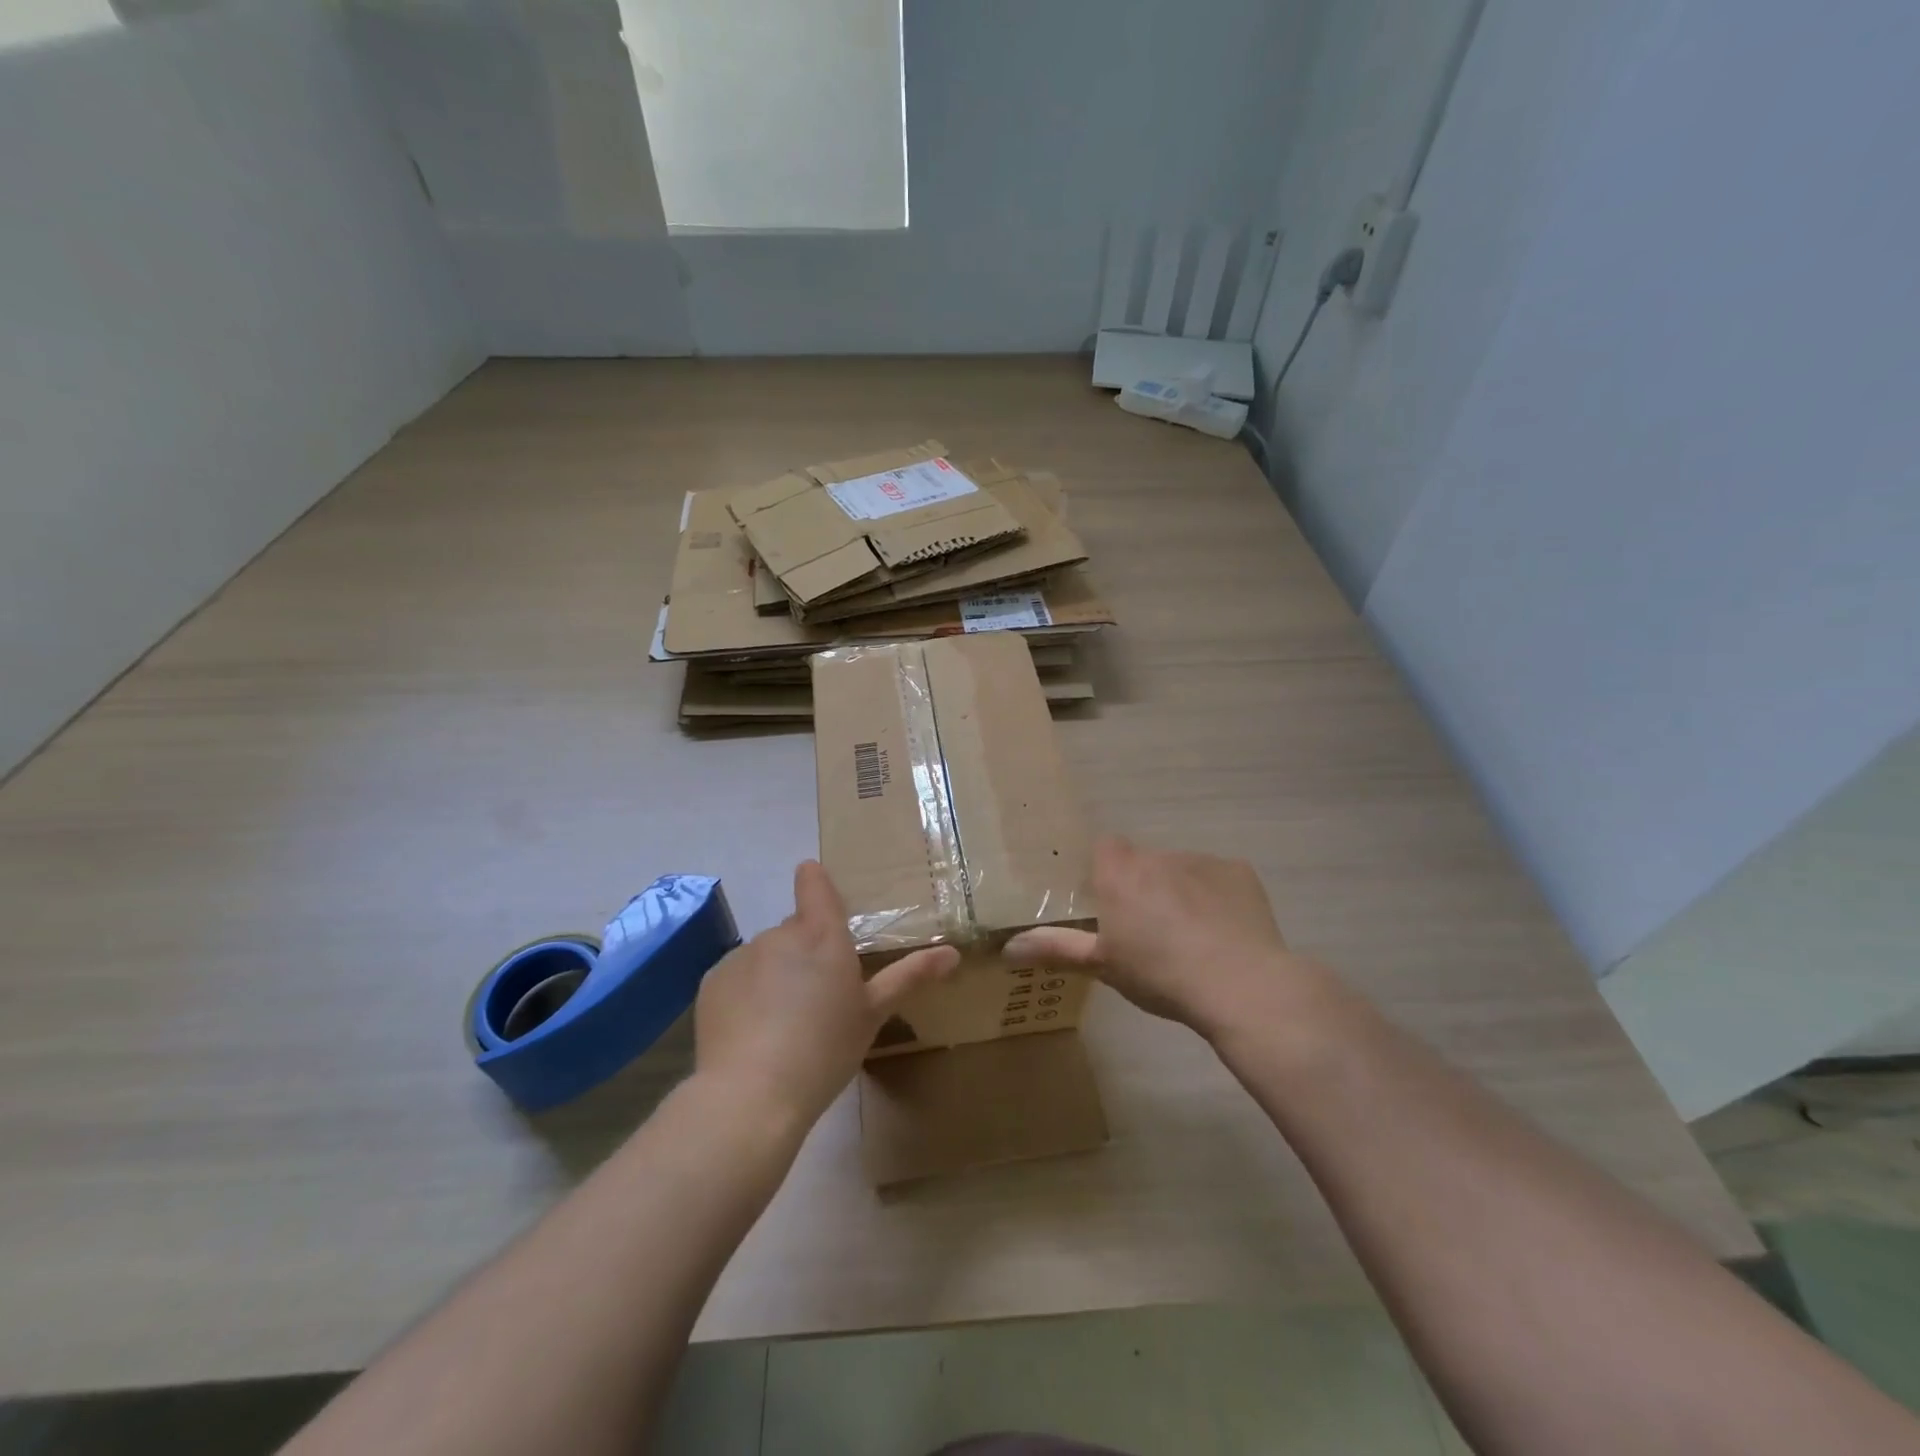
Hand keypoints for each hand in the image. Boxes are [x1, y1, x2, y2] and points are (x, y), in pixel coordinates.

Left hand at [694, 861, 958, 1128]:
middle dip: (805, 951)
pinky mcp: (713, 981)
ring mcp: (742, 955)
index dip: (816, 881)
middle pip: (794, 929)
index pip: (814, 882)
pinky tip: (753, 1032)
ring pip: (766, 954)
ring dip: (775, 973)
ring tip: (783, 1023)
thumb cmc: (825, 1049)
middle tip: (817, 998)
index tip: (820, 895)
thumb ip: (910, 976)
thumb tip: (953, 952)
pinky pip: (737, 976)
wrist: (752, 1094)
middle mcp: (779, 933)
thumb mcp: (873, 1014)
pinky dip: (746, 993)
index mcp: (821, 934)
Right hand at [1005, 836, 1321, 1042]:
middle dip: (1143, 887)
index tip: (1109, 904)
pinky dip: (1215, 897)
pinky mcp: (1239, 872)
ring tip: (1190, 937)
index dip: (1105, 872)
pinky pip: (1218, 879)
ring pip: (1180, 870)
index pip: (1105, 848)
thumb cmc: (1160, 974)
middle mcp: (1157, 856)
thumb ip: (1055, 949)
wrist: (1241, 984)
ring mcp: (1201, 860)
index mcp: (1120, 873)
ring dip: (1178, 892)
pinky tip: (1223, 933)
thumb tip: (1007, 949)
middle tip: (1148, 930)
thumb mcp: (1102, 965)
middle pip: (1143, 862)